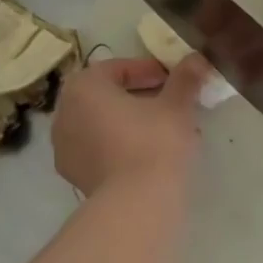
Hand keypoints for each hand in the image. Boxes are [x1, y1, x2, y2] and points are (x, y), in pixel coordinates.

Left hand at [51, 55, 209, 196]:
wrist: (137, 204)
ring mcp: (65, 147)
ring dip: (131, 122)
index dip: (148, 70)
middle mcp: (65, 112)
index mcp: (83, 87)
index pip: (117, 68)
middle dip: (139, 96)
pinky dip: (121, 145)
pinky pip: (100, 149)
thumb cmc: (154, 142)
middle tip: (170, 102)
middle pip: (107, 95)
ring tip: (165, 130)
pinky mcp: (75, 175)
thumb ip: (185, 78)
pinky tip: (150, 155)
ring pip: (103, 124)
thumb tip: (197, 58)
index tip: (172, 79)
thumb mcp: (177, 105)